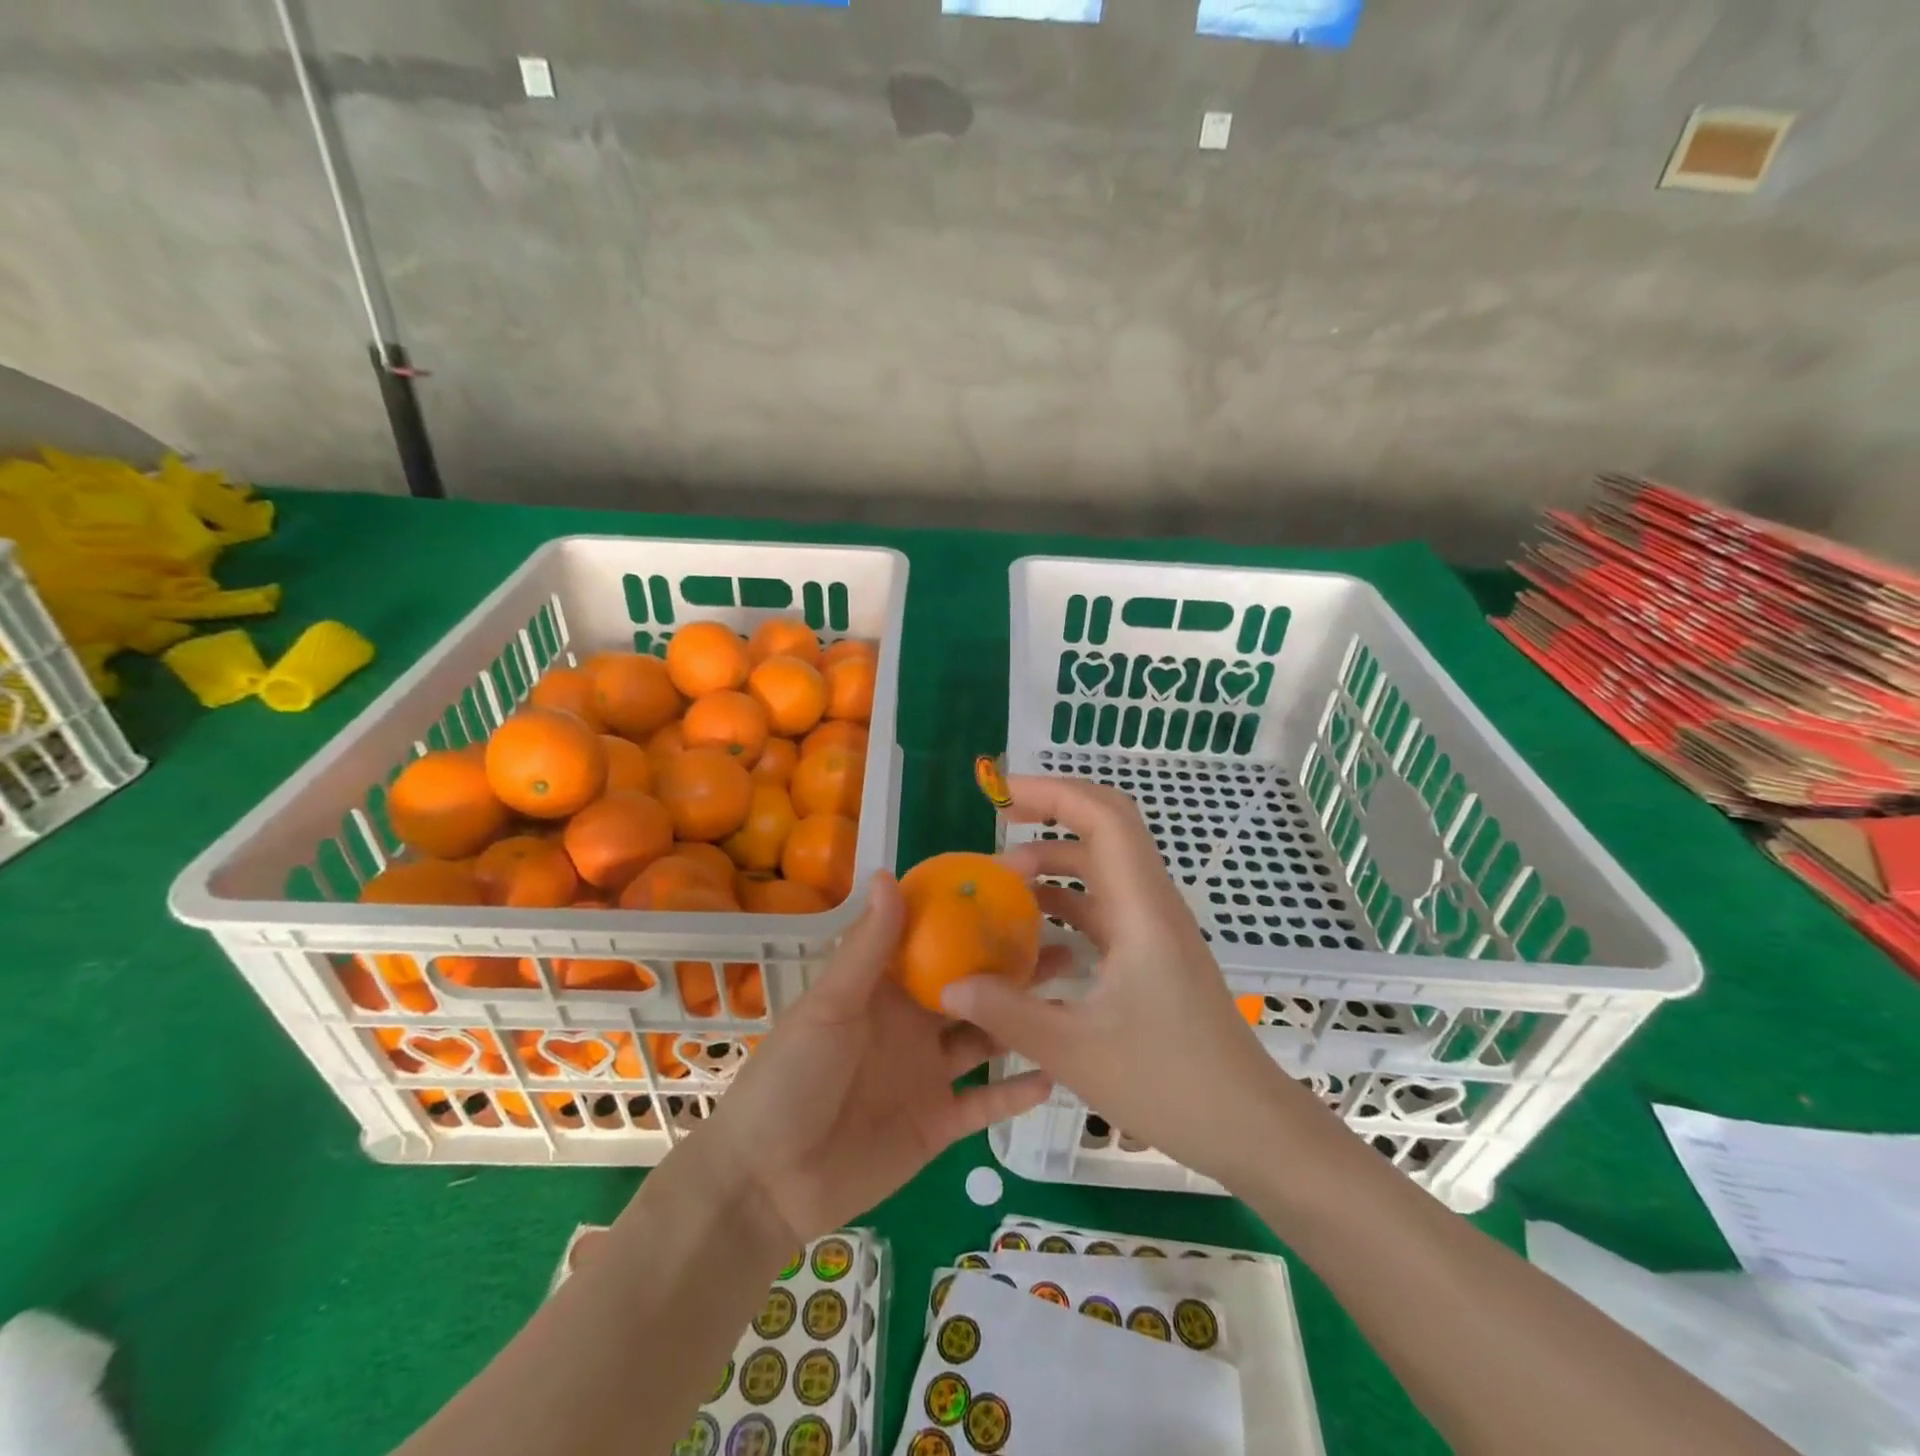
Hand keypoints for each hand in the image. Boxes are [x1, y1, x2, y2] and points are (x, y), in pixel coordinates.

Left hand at [693, 872, 1053, 1246]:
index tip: (1015, 893)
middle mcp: (913, 1024)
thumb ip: (867, 947)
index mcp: (885, 989)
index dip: (970, 918)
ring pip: (986, 1039)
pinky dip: (1016, 1092)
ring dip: (1022, 1022)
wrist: (767, 1182)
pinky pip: (985, 1103)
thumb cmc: (791, 1077)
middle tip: (1066, 944)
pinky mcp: (938, 1123)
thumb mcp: (830, 1005)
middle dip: (1013, 968)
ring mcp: (928, 1074)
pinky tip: (1054, 1072)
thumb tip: (888, 873)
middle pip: (972, 988)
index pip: (935, 943)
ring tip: (1070, 1002)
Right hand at [942, 775, 1315, 1184]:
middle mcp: (1151, 904)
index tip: (1002, 794)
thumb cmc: (1169, 1082)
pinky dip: (1067, 904)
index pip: (1104, 817)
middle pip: (1105, 829)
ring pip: (1103, 869)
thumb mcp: (1074, 1050)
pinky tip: (1033, 933)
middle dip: (1051, 815)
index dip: (1053, 792)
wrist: (1248, 1126)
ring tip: (1003, 884)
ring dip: (1055, 864)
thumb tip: (948, 985)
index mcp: (1141, 908)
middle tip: (998, 826)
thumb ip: (1006, 1012)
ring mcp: (1154, 928)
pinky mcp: (1153, 953)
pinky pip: (1104, 907)